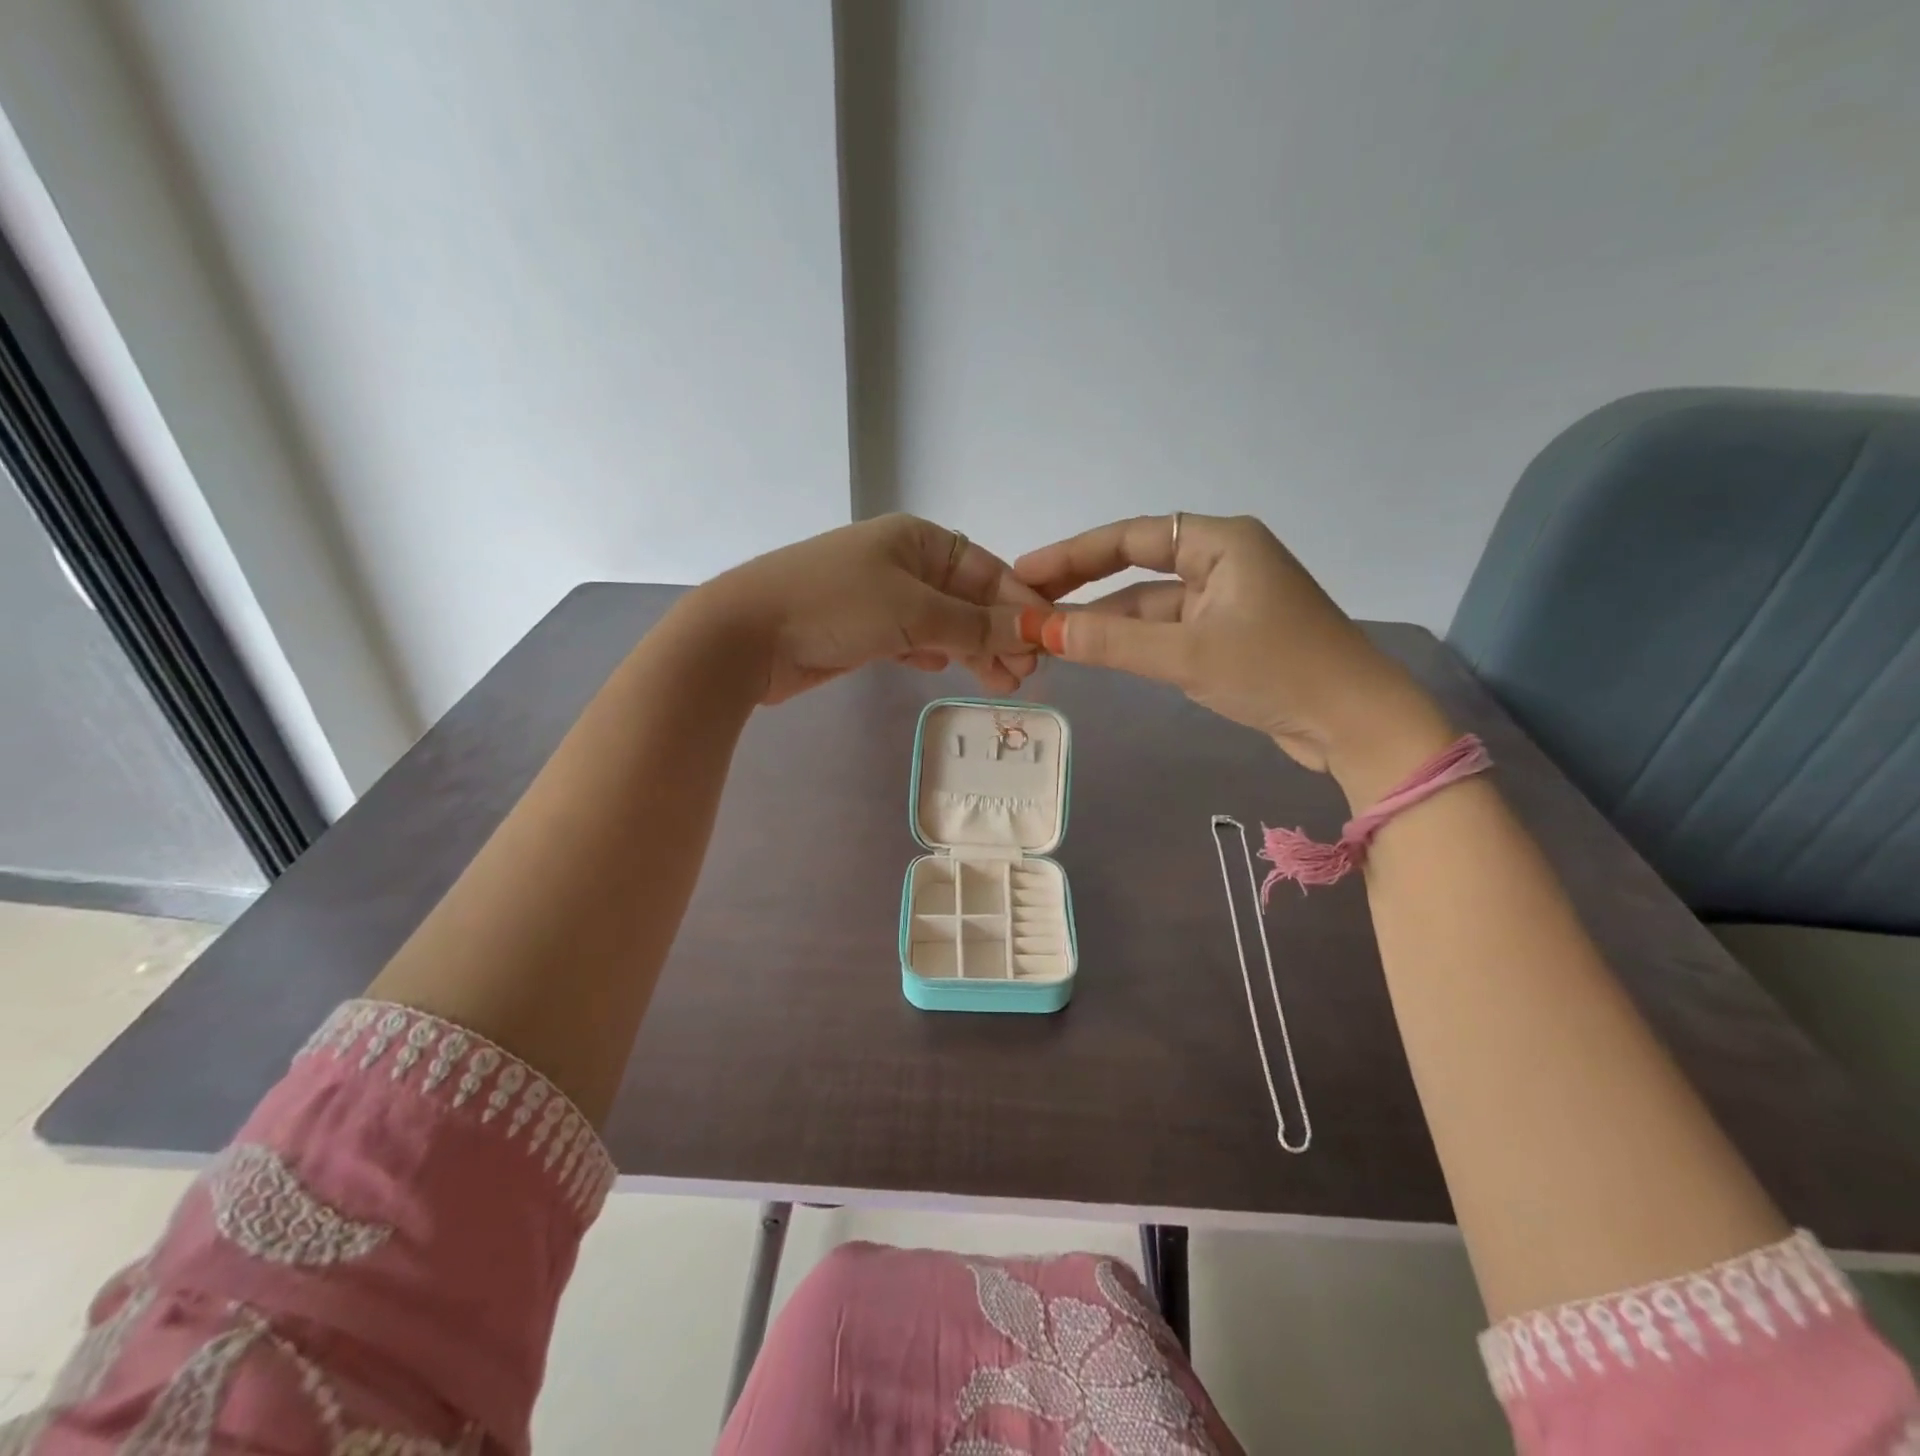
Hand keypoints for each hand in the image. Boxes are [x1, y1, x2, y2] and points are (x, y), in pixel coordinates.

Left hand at [691, 514, 1045, 702]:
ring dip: (972, 650)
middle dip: (998, 633)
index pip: (986, 569)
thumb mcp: (913, 611)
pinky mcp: (862, 631)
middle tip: (1024, 675)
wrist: (746, 636)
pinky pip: (914, 639)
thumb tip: (1031, 631)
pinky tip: (945, 669)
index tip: (1045, 640)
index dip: (1018, 604)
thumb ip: (974, 625)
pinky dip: (934, 653)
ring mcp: (880, 598)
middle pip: (967, 598)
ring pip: (943, 623)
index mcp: (917, 539)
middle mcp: (902, 562)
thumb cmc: (834, 606)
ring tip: (1001, 684)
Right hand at [1014, 513, 1449, 783]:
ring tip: (1044, 634)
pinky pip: (1164, 632)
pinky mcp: (1225, 638)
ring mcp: (1223, 602)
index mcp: (1221, 543)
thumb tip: (1040, 630)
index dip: (1073, 554)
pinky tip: (1092, 653)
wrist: (1355, 724)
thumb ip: (1111, 643)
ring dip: (1102, 621)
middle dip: (1081, 587)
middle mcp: (1221, 562)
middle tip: (1024, 603)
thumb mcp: (1186, 655)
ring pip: (1147, 606)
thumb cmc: (1277, 672)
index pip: (1131, 537)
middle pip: (1135, 569)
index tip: (1024, 572)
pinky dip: (1129, 643)